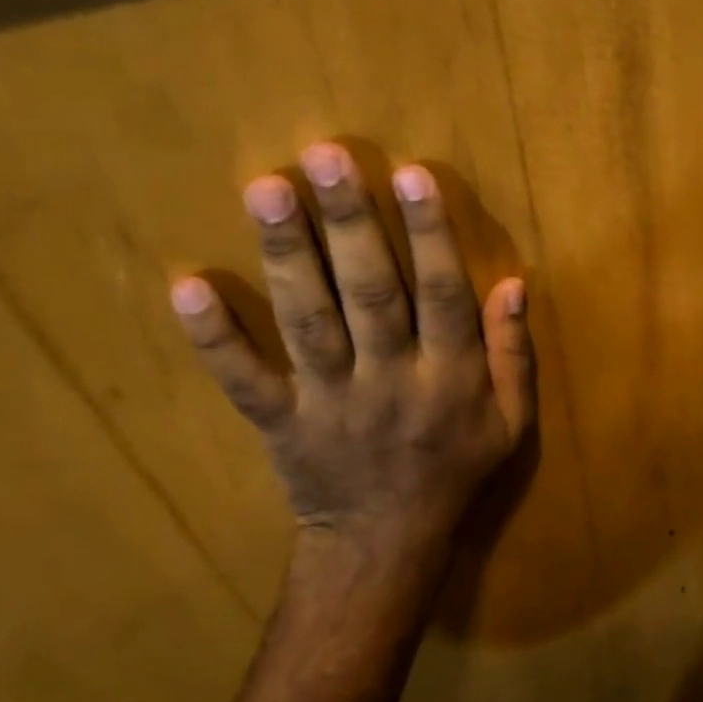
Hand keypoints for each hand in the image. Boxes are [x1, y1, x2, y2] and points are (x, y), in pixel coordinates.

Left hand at [169, 143, 533, 565]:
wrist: (385, 545)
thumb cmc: (456, 471)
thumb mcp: (511, 421)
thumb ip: (513, 353)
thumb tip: (515, 282)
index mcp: (450, 377)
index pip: (443, 294)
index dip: (430, 234)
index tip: (410, 174)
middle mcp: (390, 380)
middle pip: (371, 293)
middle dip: (350, 224)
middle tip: (325, 156)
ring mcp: (329, 401)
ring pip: (308, 321)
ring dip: (286, 256)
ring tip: (265, 189)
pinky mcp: (279, 422)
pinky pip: (244, 380)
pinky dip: (215, 337)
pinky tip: (188, 286)